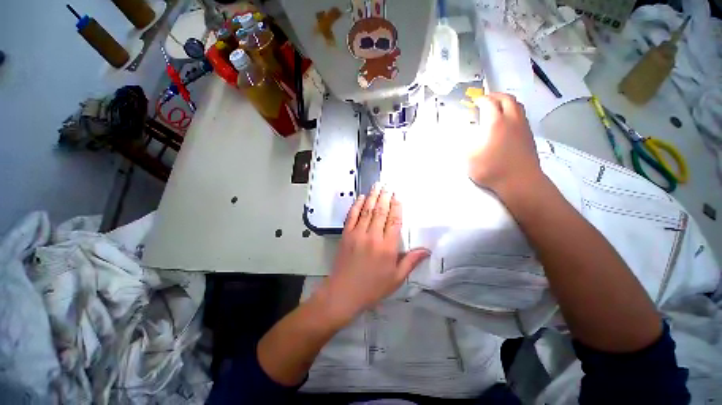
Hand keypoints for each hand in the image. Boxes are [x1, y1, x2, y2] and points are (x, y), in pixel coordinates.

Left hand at [316, 184, 429, 323]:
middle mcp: (373, 236)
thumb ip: (411, 262)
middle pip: (381, 211)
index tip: (397, 195)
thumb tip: (426, 250)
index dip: (397, 206)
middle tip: (387, 184)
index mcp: (387, 247)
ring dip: (372, 196)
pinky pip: (352, 216)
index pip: (394, 221)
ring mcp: (357, 234)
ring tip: (376, 185)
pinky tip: (360, 197)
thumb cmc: (373, 288)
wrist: (344, 293)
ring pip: (367, 210)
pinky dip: (356, 205)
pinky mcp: (346, 235)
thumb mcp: (396, 279)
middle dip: (385, 196)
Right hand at [469, 93, 543, 195]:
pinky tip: (508, 121)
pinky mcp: (529, 135)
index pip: (489, 103)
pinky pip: (522, 115)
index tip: (475, 101)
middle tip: (486, 99)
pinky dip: (514, 111)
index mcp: (495, 123)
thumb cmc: (491, 169)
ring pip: (517, 105)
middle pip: (506, 99)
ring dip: (506, 101)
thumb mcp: (469, 158)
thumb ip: (464, 144)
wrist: (519, 181)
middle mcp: (511, 120)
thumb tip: (462, 135)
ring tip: (498, 106)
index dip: (481, 99)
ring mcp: (523, 127)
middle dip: (495, 95)